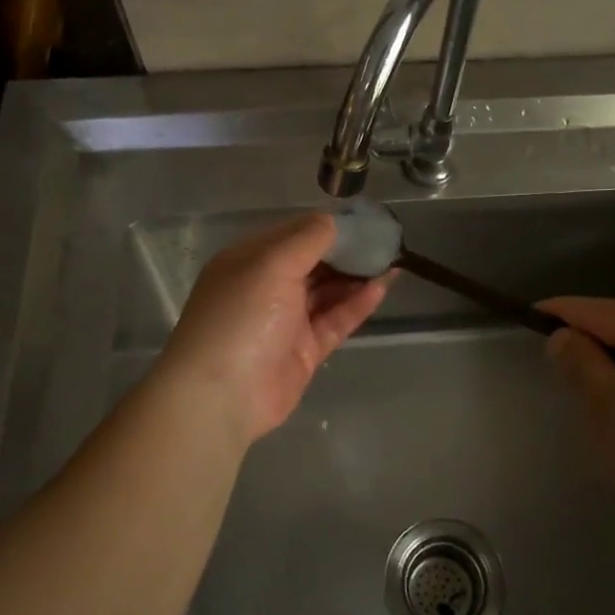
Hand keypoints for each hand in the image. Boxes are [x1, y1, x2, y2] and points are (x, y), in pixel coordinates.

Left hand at [156, 213, 390, 450]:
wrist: (222, 396)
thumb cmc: (241, 317)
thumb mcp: (271, 264)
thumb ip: (307, 239)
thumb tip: (334, 220)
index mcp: (250, 260)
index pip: (294, 233)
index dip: (328, 225)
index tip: (364, 219)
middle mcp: (267, 286)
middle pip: (313, 262)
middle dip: (347, 251)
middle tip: (385, 240)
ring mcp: (286, 320)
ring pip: (327, 291)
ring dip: (357, 276)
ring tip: (392, 260)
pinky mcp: (305, 350)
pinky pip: (335, 320)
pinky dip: (357, 304)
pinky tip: (382, 287)